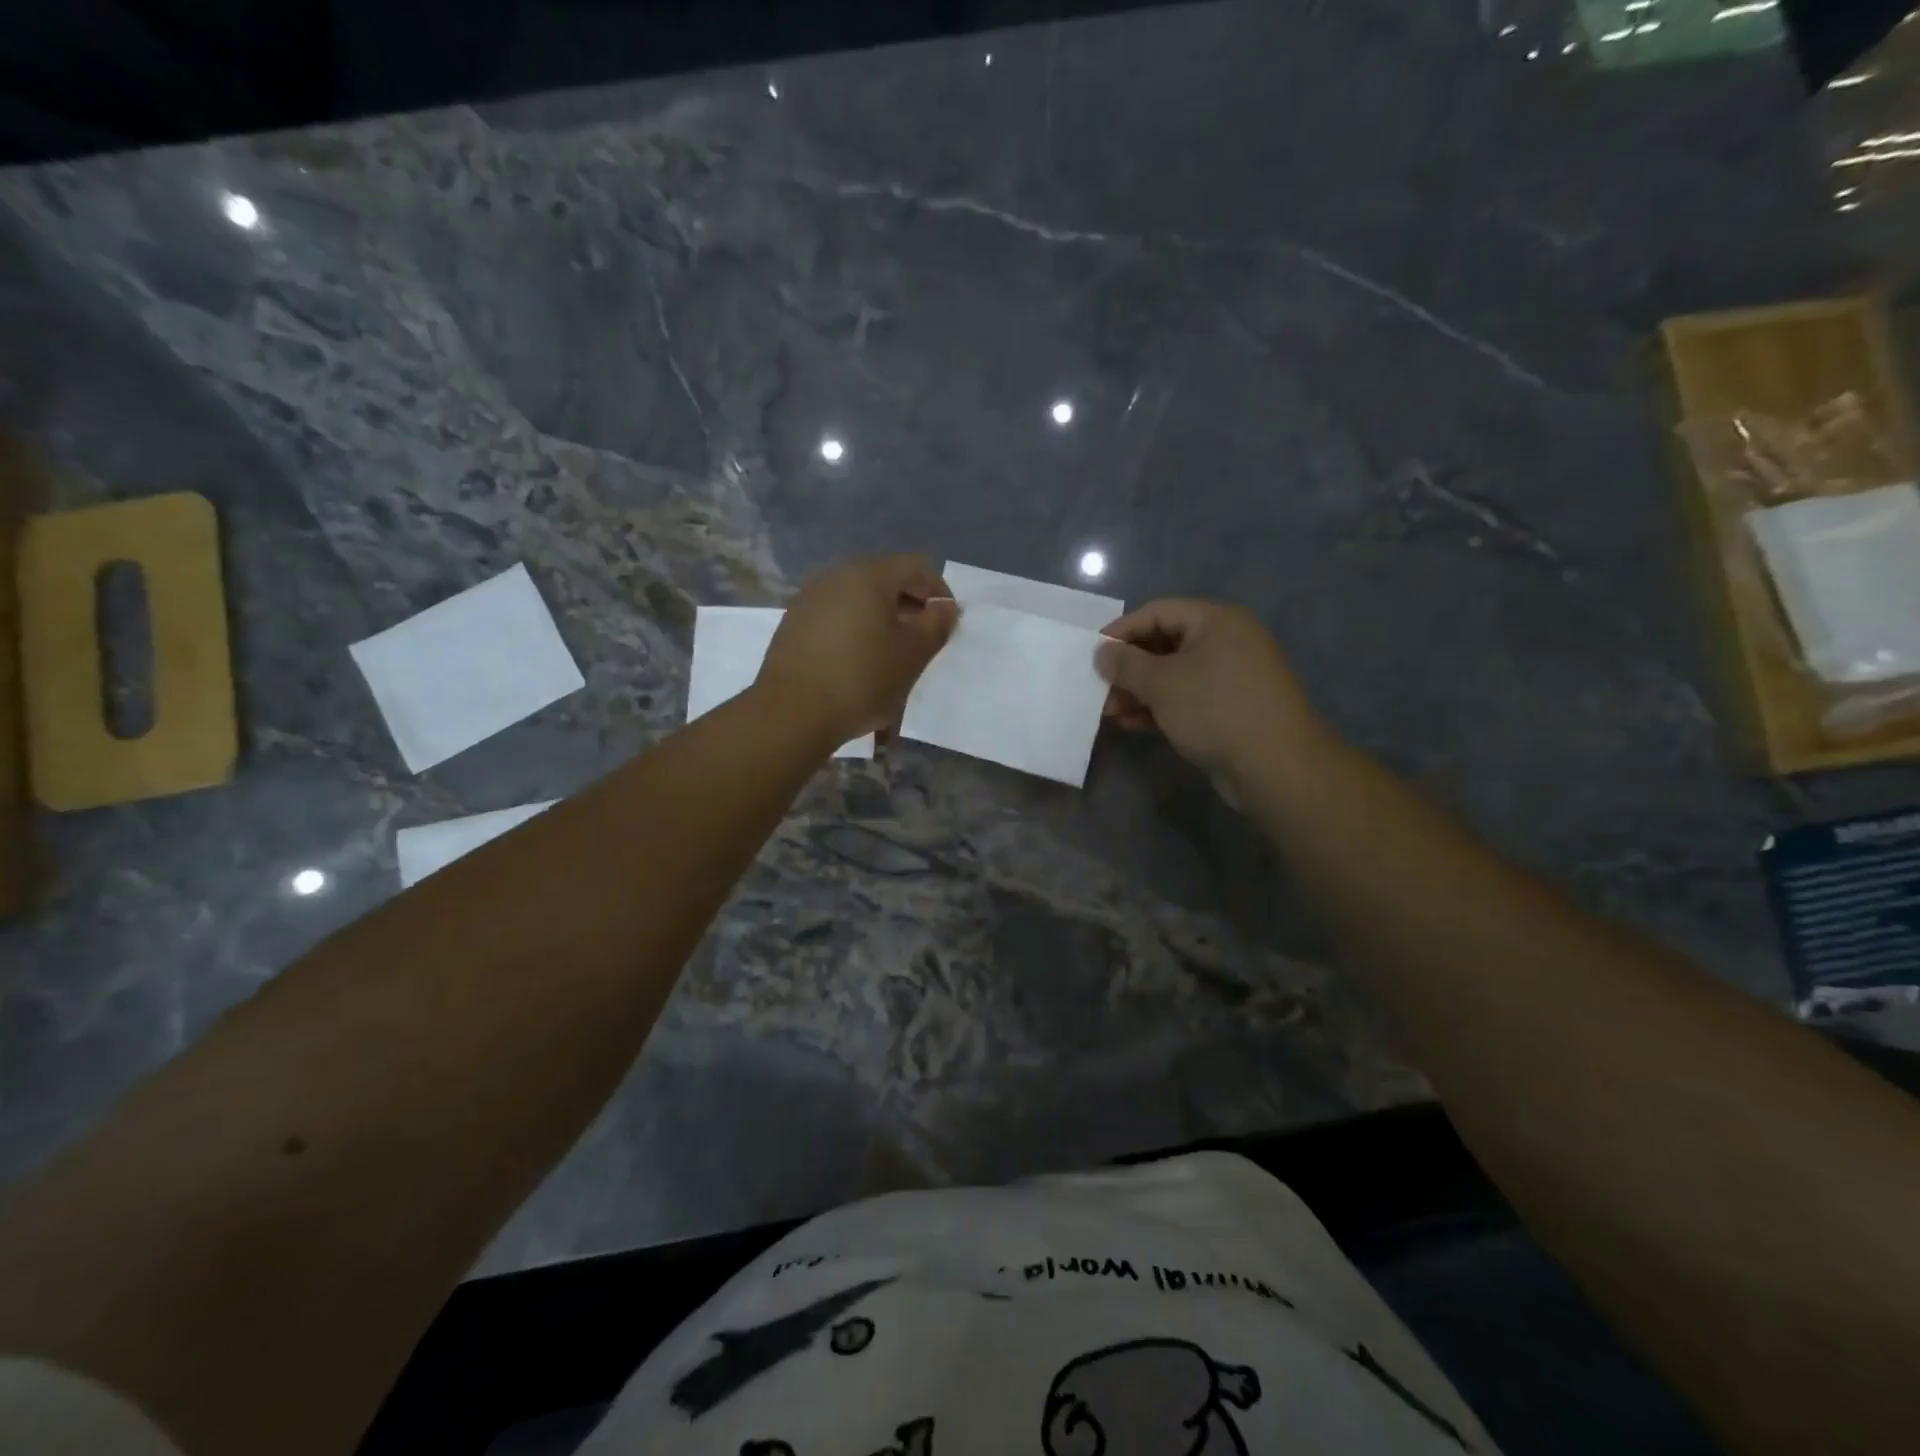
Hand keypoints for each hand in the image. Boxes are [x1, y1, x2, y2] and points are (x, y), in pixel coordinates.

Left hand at [757, 555, 958, 748]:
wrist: (792, 713)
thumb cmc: (861, 679)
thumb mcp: (912, 655)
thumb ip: (936, 624)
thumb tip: (945, 607)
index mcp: (868, 575)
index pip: (916, 566)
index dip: (939, 591)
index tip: (946, 624)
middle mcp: (835, 576)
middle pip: (885, 578)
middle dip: (910, 605)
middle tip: (922, 640)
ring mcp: (809, 598)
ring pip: (859, 598)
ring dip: (882, 618)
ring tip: (891, 654)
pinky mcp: (793, 623)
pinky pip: (836, 615)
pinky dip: (856, 629)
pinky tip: (858, 661)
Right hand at [1096, 599, 1327, 805]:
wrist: (1275, 765)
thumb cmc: (1215, 709)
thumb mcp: (1161, 683)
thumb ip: (1126, 664)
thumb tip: (1102, 652)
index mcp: (1217, 620)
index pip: (1157, 612)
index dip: (1121, 631)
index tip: (1092, 655)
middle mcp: (1228, 641)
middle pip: (1165, 643)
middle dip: (1129, 667)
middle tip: (1100, 688)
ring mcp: (1232, 676)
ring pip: (1174, 674)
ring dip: (1139, 691)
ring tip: (1109, 712)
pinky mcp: (1231, 708)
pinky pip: (1187, 698)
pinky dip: (1159, 707)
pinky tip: (1132, 724)